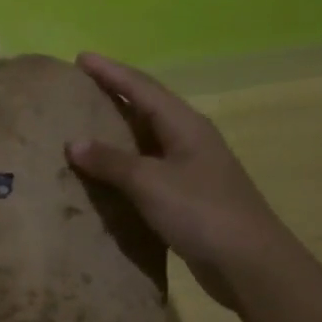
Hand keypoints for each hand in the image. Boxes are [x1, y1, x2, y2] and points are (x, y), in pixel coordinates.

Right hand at [65, 52, 297, 310]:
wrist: (248, 263)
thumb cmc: (201, 213)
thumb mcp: (151, 183)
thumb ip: (111, 162)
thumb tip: (73, 143)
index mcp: (185, 126)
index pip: (143, 88)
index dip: (111, 72)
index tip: (81, 58)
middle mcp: (189, 140)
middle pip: (147, 108)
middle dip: (114, 95)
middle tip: (79, 88)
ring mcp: (190, 169)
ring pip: (146, 140)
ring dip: (117, 131)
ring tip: (83, 125)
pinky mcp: (186, 196)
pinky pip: (146, 169)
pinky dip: (122, 165)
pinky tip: (104, 173)